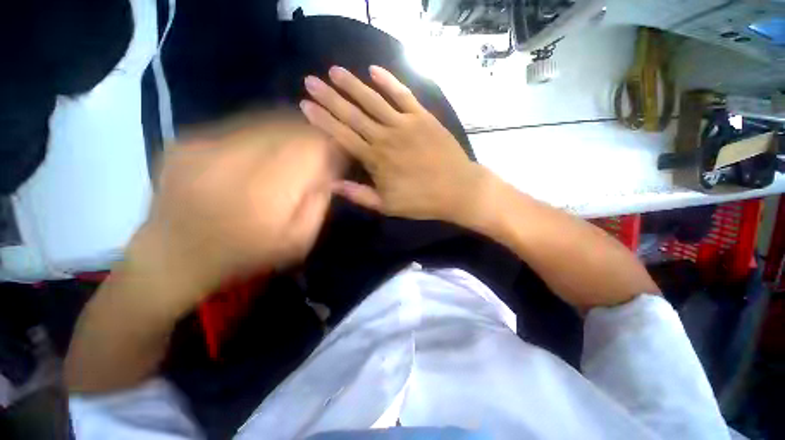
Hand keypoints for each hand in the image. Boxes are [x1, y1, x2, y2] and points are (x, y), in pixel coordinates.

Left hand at [135, 114, 338, 307]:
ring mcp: (206, 145)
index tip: (341, 152)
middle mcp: (235, 159)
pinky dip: (262, 135)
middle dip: (313, 136)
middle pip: (290, 128)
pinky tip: (264, 153)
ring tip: (296, 149)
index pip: (312, 148)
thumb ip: (319, 202)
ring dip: (289, 133)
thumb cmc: (245, 256)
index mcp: (268, 191)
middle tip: (322, 150)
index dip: (331, 145)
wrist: (173, 257)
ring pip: (266, 121)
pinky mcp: (189, 141)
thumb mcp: (299, 241)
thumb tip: (330, 169)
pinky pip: (240, 126)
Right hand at [299, 65, 488, 225]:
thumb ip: (359, 194)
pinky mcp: (423, 118)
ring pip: (373, 100)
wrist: (456, 189)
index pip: (342, 135)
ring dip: (352, 85)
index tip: (305, 105)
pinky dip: (389, 82)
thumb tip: (332, 185)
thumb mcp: (387, 206)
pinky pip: (403, 95)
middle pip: (353, 114)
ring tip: (335, 71)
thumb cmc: (421, 200)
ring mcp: (405, 124)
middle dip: (329, 97)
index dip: (323, 120)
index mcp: (375, 159)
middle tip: (311, 81)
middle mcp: (386, 137)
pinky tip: (374, 70)